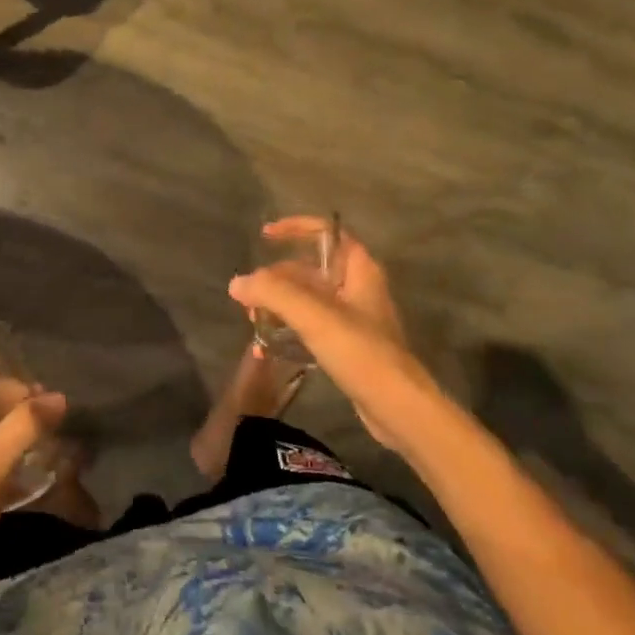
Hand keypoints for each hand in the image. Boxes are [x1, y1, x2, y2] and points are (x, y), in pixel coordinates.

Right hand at [231, 221, 443, 458]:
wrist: (398, 407)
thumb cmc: (360, 352)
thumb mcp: (313, 316)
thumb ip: (273, 293)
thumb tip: (236, 283)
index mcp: (358, 270)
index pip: (326, 233)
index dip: (296, 228)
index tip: (265, 236)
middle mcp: (356, 288)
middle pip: (309, 269)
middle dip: (275, 279)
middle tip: (248, 297)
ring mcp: (353, 318)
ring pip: (307, 300)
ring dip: (278, 307)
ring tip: (253, 324)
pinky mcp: (347, 346)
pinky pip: (311, 326)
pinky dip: (288, 330)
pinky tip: (266, 349)